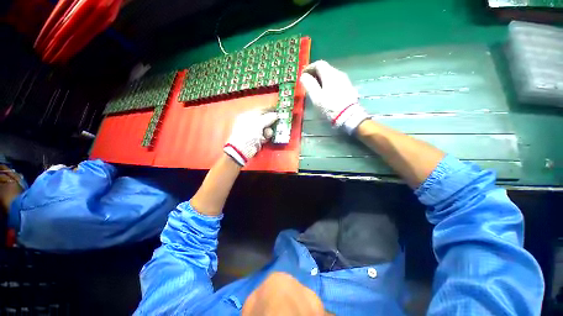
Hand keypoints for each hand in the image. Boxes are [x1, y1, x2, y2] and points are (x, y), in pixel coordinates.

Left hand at [224, 110, 278, 165]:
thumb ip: (268, 118)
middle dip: (271, 122)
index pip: (260, 110)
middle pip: (264, 120)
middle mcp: (250, 123)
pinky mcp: (256, 140)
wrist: (242, 149)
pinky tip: (265, 138)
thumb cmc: (248, 133)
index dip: (269, 110)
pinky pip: (264, 136)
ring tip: (267, 134)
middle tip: (277, 122)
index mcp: (247, 115)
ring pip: (266, 128)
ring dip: (269, 131)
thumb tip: (275, 114)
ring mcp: (253, 132)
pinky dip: (266, 137)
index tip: (277, 111)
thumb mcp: (259, 123)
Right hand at [300, 60, 368, 134]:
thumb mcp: (316, 97)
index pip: (319, 64)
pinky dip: (328, 84)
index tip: (303, 75)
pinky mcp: (348, 88)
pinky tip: (326, 93)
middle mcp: (338, 74)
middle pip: (325, 69)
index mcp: (330, 74)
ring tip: (316, 89)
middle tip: (308, 83)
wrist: (349, 116)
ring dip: (322, 79)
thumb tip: (303, 76)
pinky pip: (336, 81)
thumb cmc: (330, 107)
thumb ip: (309, 85)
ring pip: (331, 75)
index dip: (309, 68)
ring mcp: (345, 80)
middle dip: (315, 74)